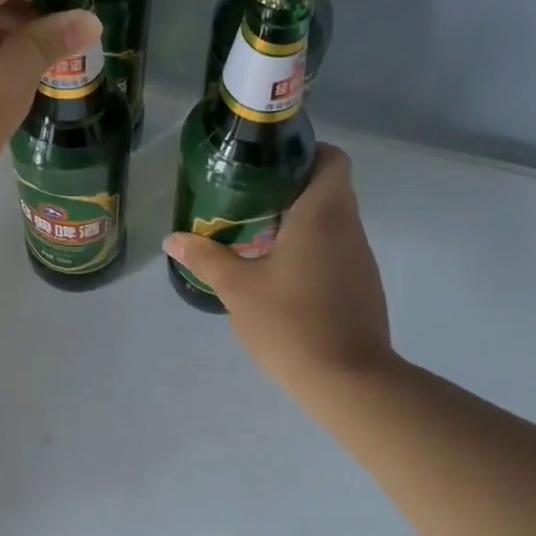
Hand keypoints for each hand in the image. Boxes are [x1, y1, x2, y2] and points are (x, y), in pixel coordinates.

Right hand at [163, 145, 396, 387]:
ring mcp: (360, 259)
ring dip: (298, 222)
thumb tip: (172, 238)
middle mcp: (349, 228)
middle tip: (246, 202)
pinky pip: (336, 250)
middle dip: (288, 189)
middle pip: (328, 188)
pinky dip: (310, 249)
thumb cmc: (290, 322)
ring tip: (256, 237)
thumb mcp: (238, 288)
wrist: (348, 381)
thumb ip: (205, 257)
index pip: (331, 159)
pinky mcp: (362, 286)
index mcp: (323, 214)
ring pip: (332, 221)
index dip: (303, 154)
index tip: (267, 168)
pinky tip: (279, 274)